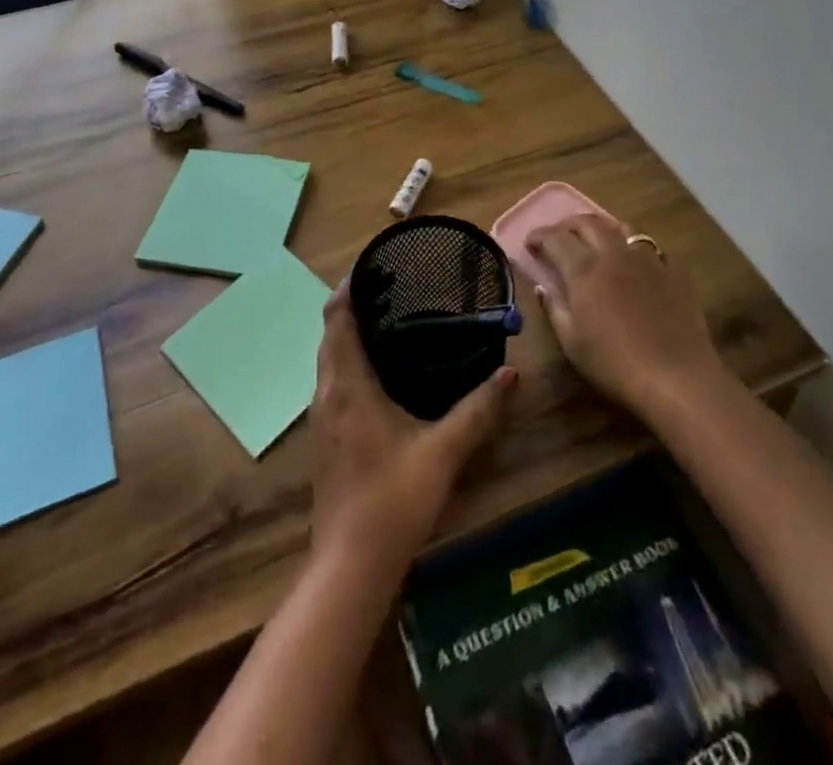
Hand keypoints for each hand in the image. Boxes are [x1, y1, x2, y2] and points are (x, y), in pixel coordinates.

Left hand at [309, 283, 515, 582]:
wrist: (349, 567)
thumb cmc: (393, 501)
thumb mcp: (443, 452)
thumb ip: (478, 410)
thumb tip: (512, 373)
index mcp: (347, 384)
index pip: (337, 318)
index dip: (349, 287)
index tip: (375, 265)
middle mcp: (326, 393)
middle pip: (330, 333)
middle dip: (353, 304)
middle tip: (392, 287)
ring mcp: (320, 417)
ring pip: (329, 358)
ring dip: (349, 333)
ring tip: (389, 318)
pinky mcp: (325, 437)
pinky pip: (332, 380)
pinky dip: (349, 359)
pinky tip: (380, 370)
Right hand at [526, 213, 727, 421]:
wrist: (678, 378)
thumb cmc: (615, 364)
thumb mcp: (572, 343)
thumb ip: (554, 308)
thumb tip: (543, 286)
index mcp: (584, 269)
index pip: (555, 238)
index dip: (539, 235)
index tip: (530, 242)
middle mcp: (614, 254)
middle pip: (588, 222)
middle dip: (568, 224)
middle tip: (558, 235)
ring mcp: (648, 259)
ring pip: (621, 228)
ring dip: (602, 228)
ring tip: (595, 240)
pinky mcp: (674, 272)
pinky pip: (650, 247)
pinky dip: (634, 248)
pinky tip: (634, 262)